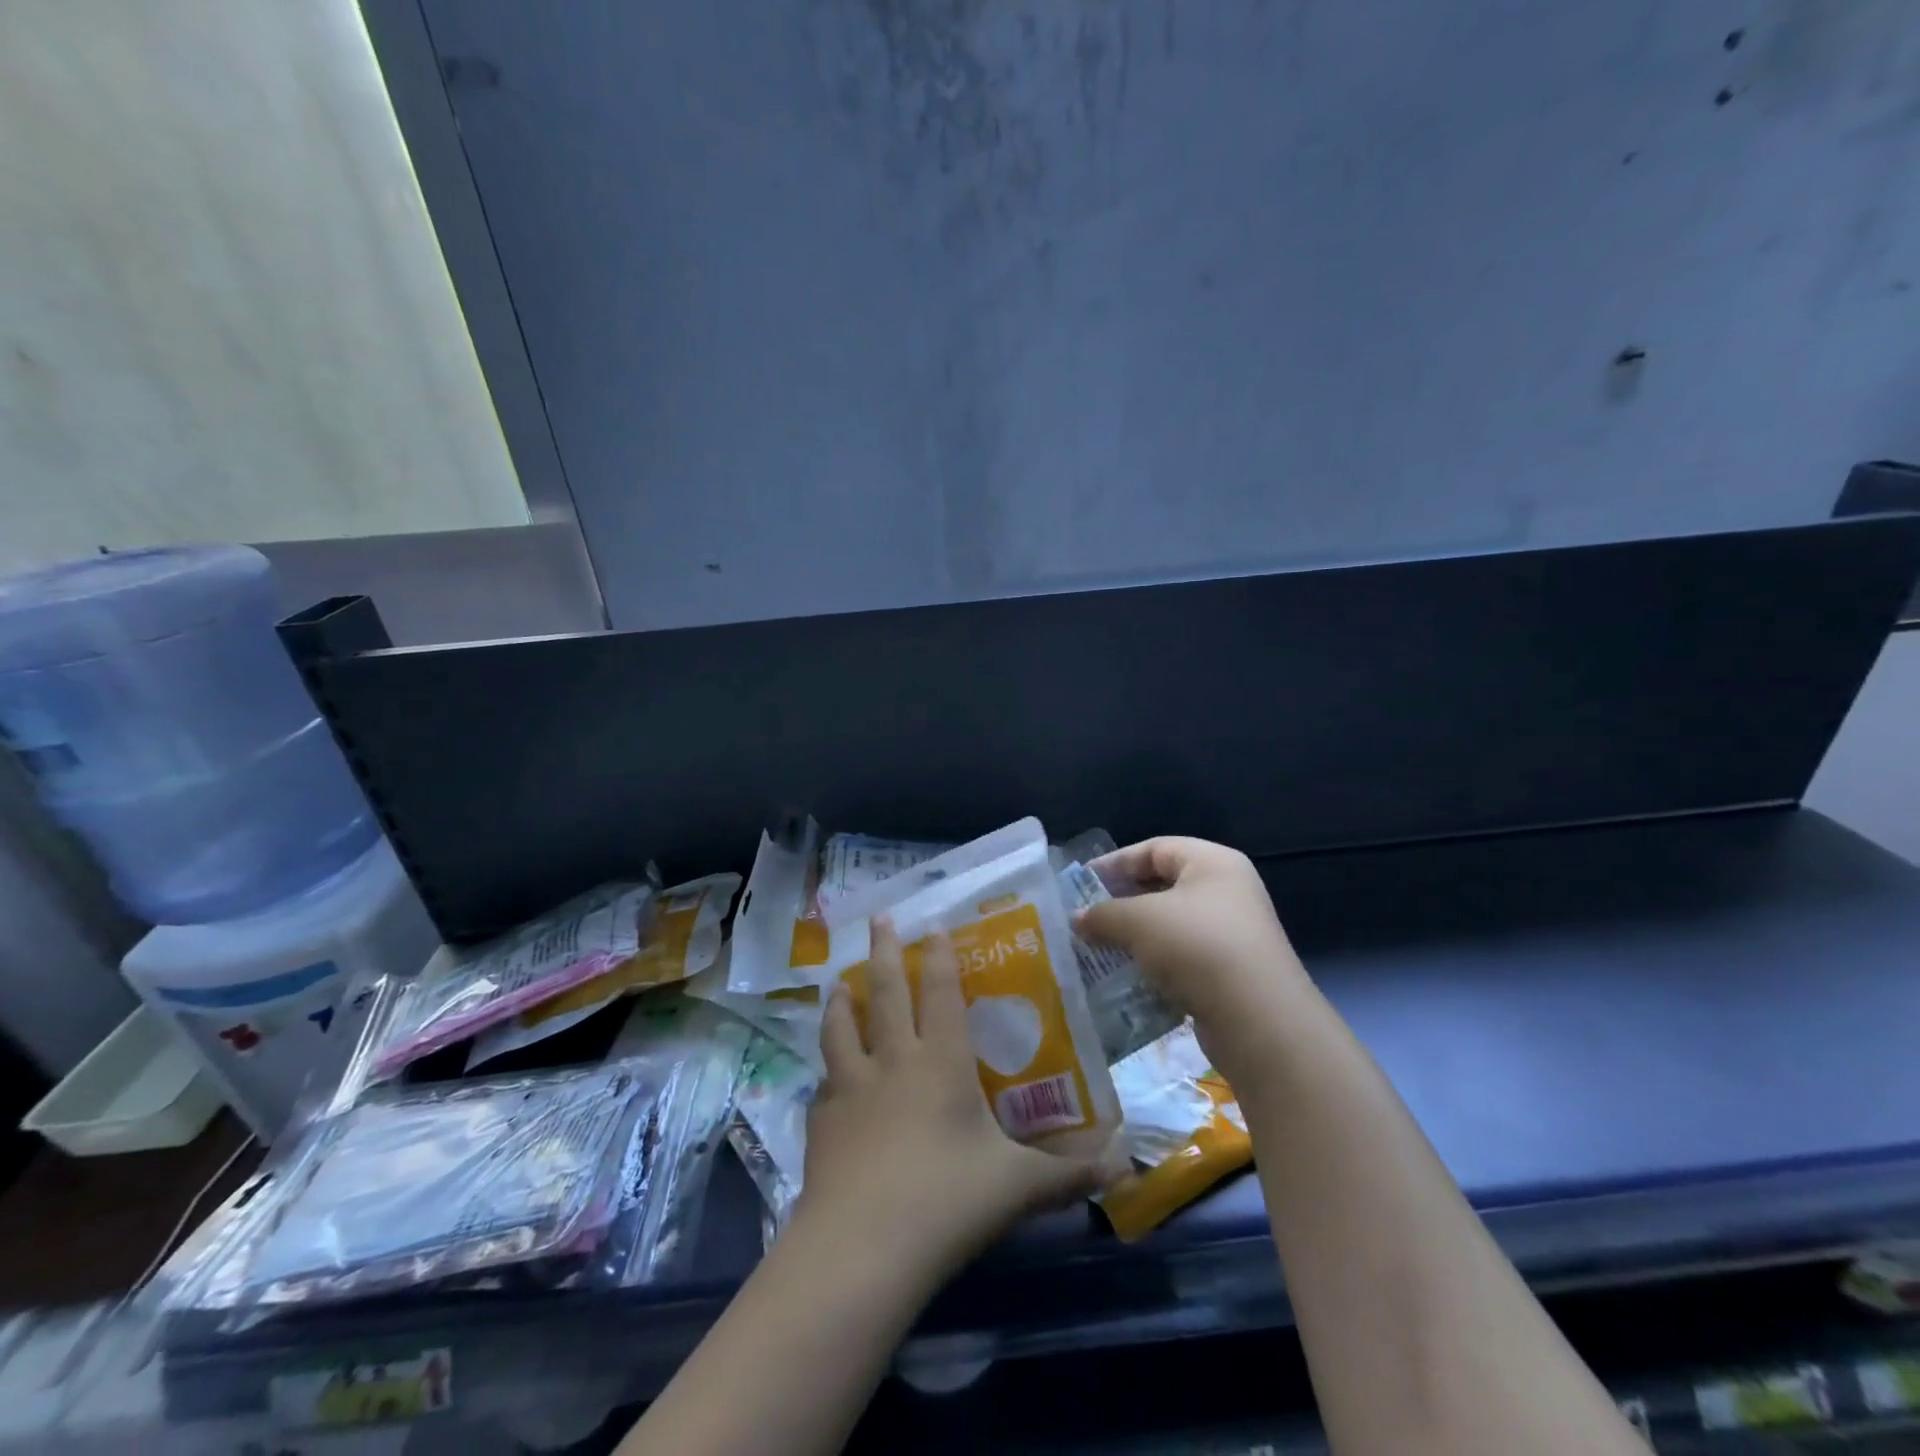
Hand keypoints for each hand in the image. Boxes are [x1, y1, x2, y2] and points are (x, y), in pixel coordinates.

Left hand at [796, 918, 1117, 1278]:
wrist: (863, 1246)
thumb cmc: (947, 1200)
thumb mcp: (1018, 1188)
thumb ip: (1068, 1175)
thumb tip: (1124, 1167)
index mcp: (941, 1062)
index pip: (942, 994)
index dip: (941, 957)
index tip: (934, 924)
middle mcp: (893, 1061)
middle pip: (887, 992)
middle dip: (884, 950)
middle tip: (878, 916)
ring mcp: (851, 1088)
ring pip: (841, 1028)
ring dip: (841, 1001)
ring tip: (838, 982)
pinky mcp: (821, 1122)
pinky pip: (824, 1087)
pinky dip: (826, 1076)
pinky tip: (825, 1083)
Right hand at [1074, 837, 1312, 1077]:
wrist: (1258, 1020)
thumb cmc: (1196, 947)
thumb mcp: (1138, 921)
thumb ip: (1102, 914)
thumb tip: (1077, 920)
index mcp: (1213, 863)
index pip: (1155, 848)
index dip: (1115, 862)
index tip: (1081, 884)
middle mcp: (1228, 891)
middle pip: (1163, 886)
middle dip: (1122, 902)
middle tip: (1087, 917)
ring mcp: (1233, 934)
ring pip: (1171, 925)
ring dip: (1135, 936)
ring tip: (1099, 949)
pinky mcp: (1231, 972)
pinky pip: (1182, 958)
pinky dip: (1154, 964)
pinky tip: (1127, 978)